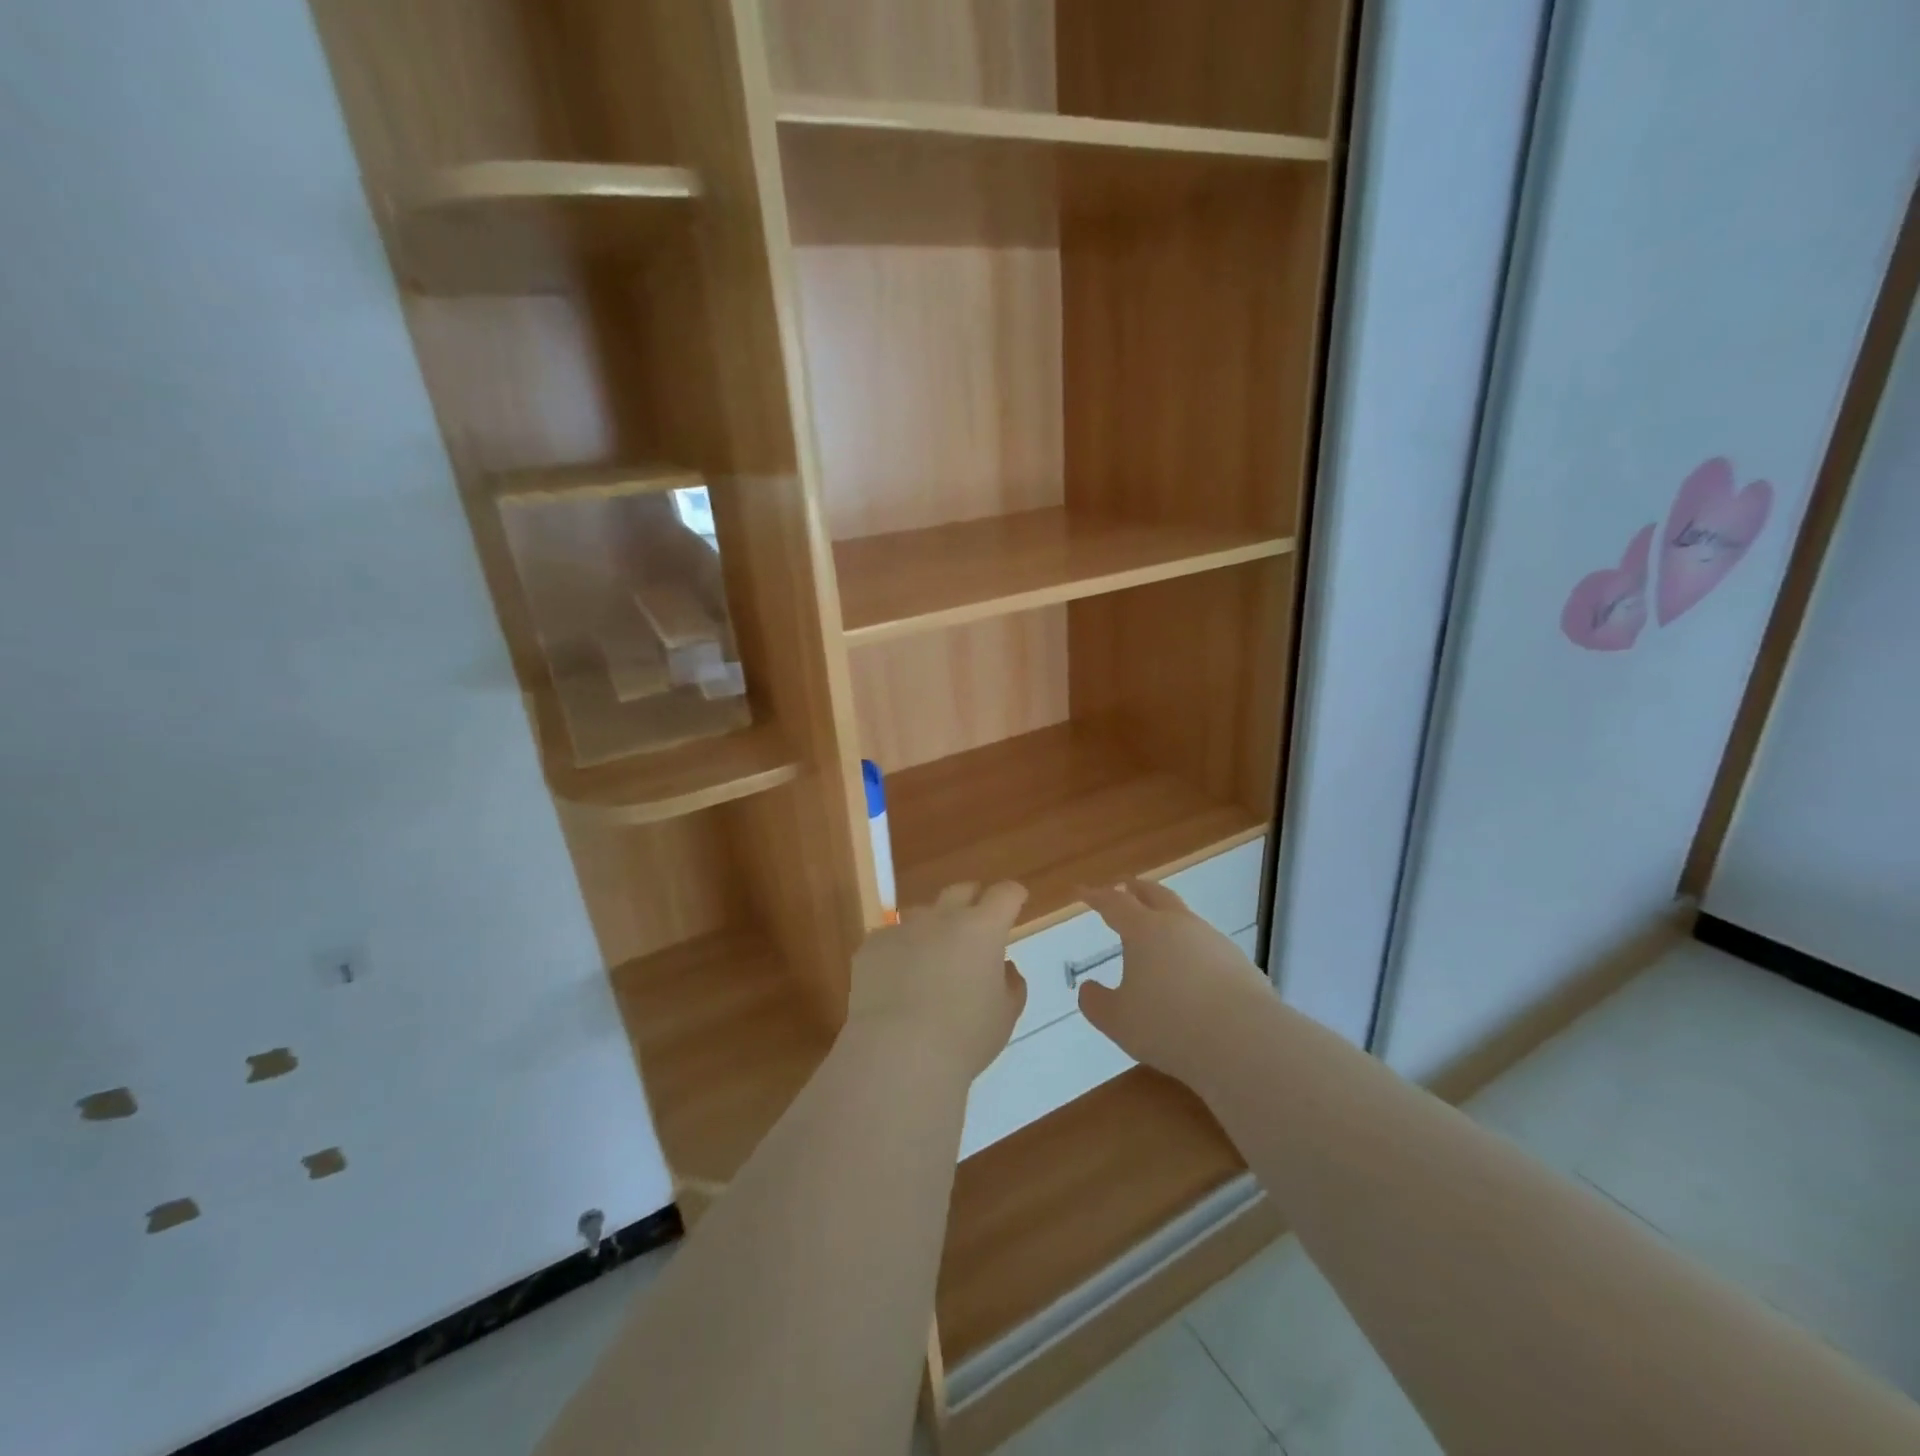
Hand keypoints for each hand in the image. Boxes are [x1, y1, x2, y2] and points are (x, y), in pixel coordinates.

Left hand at [843, 881, 1029, 1082]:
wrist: (897, 1054)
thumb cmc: (964, 1038)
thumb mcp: (1004, 1016)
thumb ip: (1010, 984)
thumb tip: (1003, 967)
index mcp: (983, 928)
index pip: (1005, 894)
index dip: (1013, 896)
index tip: (1015, 903)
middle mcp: (942, 917)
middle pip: (961, 891)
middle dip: (972, 902)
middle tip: (976, 929)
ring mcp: (903, 927)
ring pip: (922, 914)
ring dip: (932, 929)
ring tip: (931, 961)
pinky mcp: (872, 945)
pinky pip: (891, 939)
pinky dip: (899, 953)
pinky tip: (896, 983)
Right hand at [1078, 879, 1268, 1084]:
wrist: (1245, 1041)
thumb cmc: (1169, 1025)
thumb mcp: (1118, 1021)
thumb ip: (1096, 1002)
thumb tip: (1088, 988)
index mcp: (1144, 930)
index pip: (1114, 903)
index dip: (1095, 895)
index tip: (1081, 890)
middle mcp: (1179, 925)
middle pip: (1154, 895)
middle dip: (1135, 888)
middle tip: (1123, 886)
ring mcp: (1213, 941)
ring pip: (1184, 918)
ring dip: (1166, 918)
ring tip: (1157, 934)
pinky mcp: (1239, 963)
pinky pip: (1206, 946)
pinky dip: (1190, 949)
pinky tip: (1190, 971)